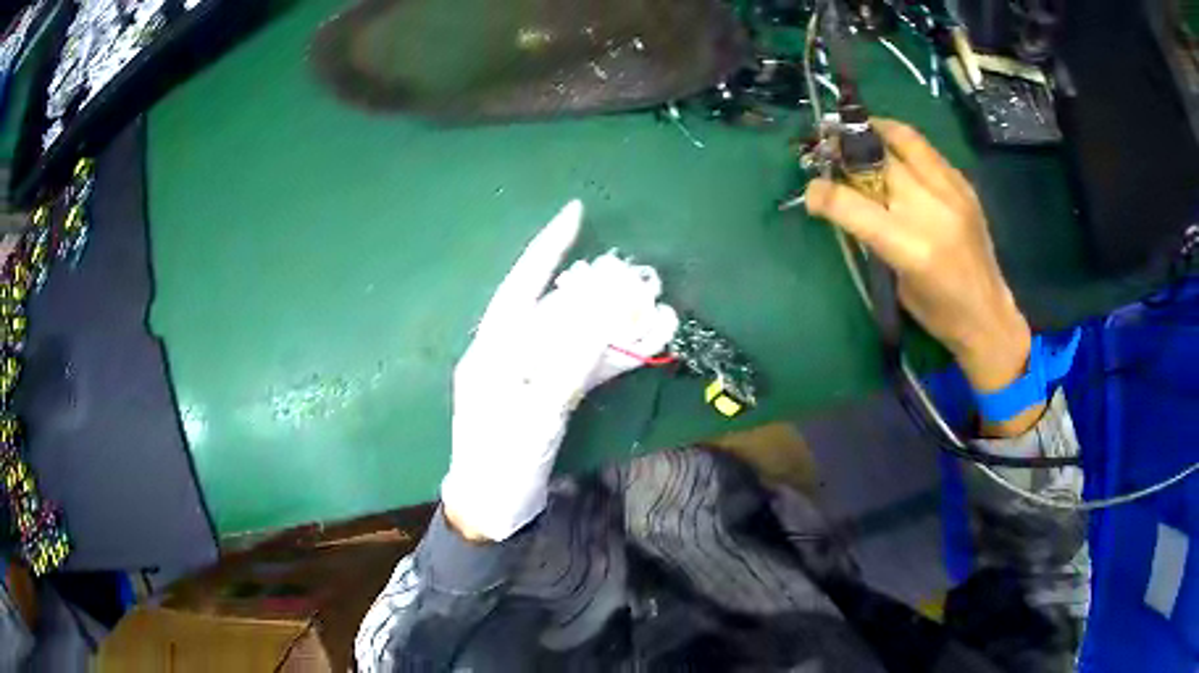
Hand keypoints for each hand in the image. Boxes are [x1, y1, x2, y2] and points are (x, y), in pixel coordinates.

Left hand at [442, 201, 678, 540]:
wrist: (493, 510)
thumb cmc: (501, 465)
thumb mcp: (531, 418)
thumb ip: (565, 368)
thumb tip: (600, 321)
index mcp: (491, 351)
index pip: (520, 286)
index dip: (547, 248)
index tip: (575, 212)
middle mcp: (508, 353)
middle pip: (555, 309)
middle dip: (595, 289)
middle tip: (632, 273)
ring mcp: (530, 375)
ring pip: (573, 337)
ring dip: (610, 325)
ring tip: (649, 308)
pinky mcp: (547, 395)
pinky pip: (581, 366)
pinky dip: (610, 357)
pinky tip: (641, 347)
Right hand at [804, 120, 1032, 420]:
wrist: (988, 314)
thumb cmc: (938, 313)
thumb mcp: (896, 282)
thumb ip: (873, 237)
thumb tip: (845, 200)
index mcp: (911, 249)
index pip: (856, 207)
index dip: (825, 193)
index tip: (810, 190)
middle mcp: (932, 212)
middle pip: (878, 161)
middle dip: (846, 150)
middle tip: (830, 147)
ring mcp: (952, 193)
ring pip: (906, 140)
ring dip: (875, 132)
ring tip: (859, 135)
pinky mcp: (965, 186)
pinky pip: (927, 150)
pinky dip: (904, 144)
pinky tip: (894, 151)